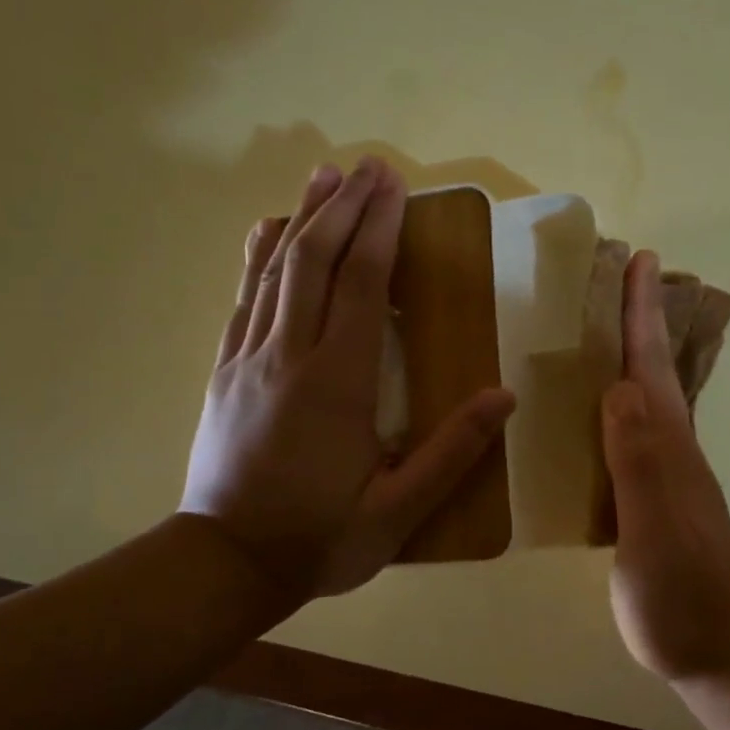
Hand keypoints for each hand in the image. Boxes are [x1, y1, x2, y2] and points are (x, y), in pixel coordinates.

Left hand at [180, 158, 514, 602]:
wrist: (225, 564)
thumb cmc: (320, 538)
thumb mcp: (398, 510)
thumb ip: (452, 452)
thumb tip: (504, 397)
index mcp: (336, 383)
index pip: (360, 286)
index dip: (379, 230)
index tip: (394, 186)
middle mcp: (287, 356)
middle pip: (313, 262)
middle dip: (343, 208)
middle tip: (368, 165)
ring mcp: (248, 360)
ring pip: (274, 272)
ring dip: (301, 218)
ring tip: (323, 177)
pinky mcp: (224, 373)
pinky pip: (244, 299)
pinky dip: (260, 258)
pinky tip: (268, 233)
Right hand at [603, 251, 729, 682]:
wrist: (716, 654)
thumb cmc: (681, 597)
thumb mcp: (653, 532)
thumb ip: (638, 462)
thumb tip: (619, 388)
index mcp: (668, 449)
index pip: (651, 368)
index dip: (643, 315)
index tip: (639, 259)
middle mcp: (671, 453)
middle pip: (652, 375)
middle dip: (637, 323)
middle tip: (617, 279)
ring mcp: (664, 480)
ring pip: (643, 405)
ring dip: (627, 362)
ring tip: (600, 332)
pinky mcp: (650, 506)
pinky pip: (628, 441)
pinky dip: (612, 412)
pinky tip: (593, 417)